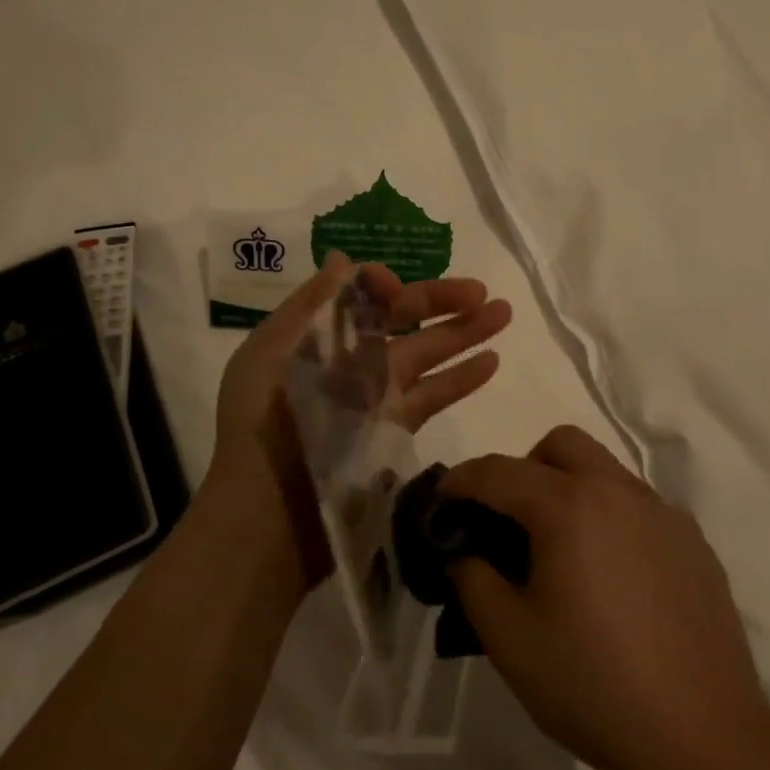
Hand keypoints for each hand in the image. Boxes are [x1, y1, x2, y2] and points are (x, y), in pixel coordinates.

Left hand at [208, 251, 512, 588]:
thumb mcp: (274, 349)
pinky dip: (461, 378)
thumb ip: (313, 303)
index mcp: (317, 334)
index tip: (397, 287)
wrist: (270, 509)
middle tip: (484, 291)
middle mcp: (348, 359)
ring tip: (504, 313)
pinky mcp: (395, 430)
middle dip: (442, 301)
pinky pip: (434, 395)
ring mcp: (375, 396)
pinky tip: (491, 360)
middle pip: (403, 321)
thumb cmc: (266, 420)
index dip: (384, 286)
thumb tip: (346, 260)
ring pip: (427, 352)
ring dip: (465, 332)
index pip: (360, 298)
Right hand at [443, 426, 769, 769]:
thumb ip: (473, 580)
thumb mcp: (509, 640)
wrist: (705, 738)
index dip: (461, 480)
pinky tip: (613, 579)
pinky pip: (639, 506)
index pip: (499, 471)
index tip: (442, 500)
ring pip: (604, 469)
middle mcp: (618, 492)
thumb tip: (466, 553)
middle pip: (561, 444)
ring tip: (562, 553)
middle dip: (524, 468)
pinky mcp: (693, 542)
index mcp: (569, 506)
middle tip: (511, 522)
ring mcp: (663, 513)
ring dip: (571, 488)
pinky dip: (610, 518)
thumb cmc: (594, 686)